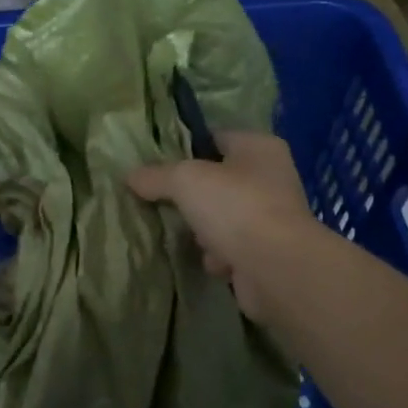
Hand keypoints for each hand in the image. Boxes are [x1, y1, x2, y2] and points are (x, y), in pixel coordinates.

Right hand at [128, 132, 316, 322]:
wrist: (276, 269)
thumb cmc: (235, 208)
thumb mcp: (185, 180)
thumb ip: (156, 175)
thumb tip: (130, 176)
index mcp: (258, 147)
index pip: (215, 137)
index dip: (184, 148)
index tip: (153, 163)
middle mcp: (270, 177)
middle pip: (215, 180)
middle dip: (189, 196)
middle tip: (159, 201)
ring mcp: (270, 216)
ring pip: (220, 216)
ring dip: (201, 230)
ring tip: (184, 235)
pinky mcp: (266, 251)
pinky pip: (230, 247)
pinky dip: (217, 256)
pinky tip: (210, 261)